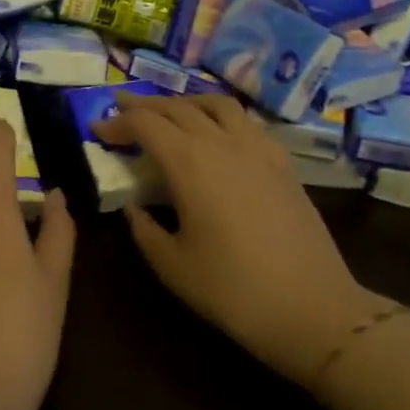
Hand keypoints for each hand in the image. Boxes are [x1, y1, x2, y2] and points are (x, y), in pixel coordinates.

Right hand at [94, 94, 384, 381]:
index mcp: (190, 163)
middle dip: (145, 106)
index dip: (117, 123)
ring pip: (217, 104)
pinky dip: (221, 116)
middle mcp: (223, 143)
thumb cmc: (233, 290)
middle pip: (178, 107)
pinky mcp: (282, 162)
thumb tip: (134, 207)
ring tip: (169, 112)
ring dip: (185, 102)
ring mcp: (258, 149)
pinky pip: (246, 122)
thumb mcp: (172, 266)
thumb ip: (144, 229)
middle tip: (122, 111)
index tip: (97, 130)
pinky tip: (218, 134)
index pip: (145, 125)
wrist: (312, 307)